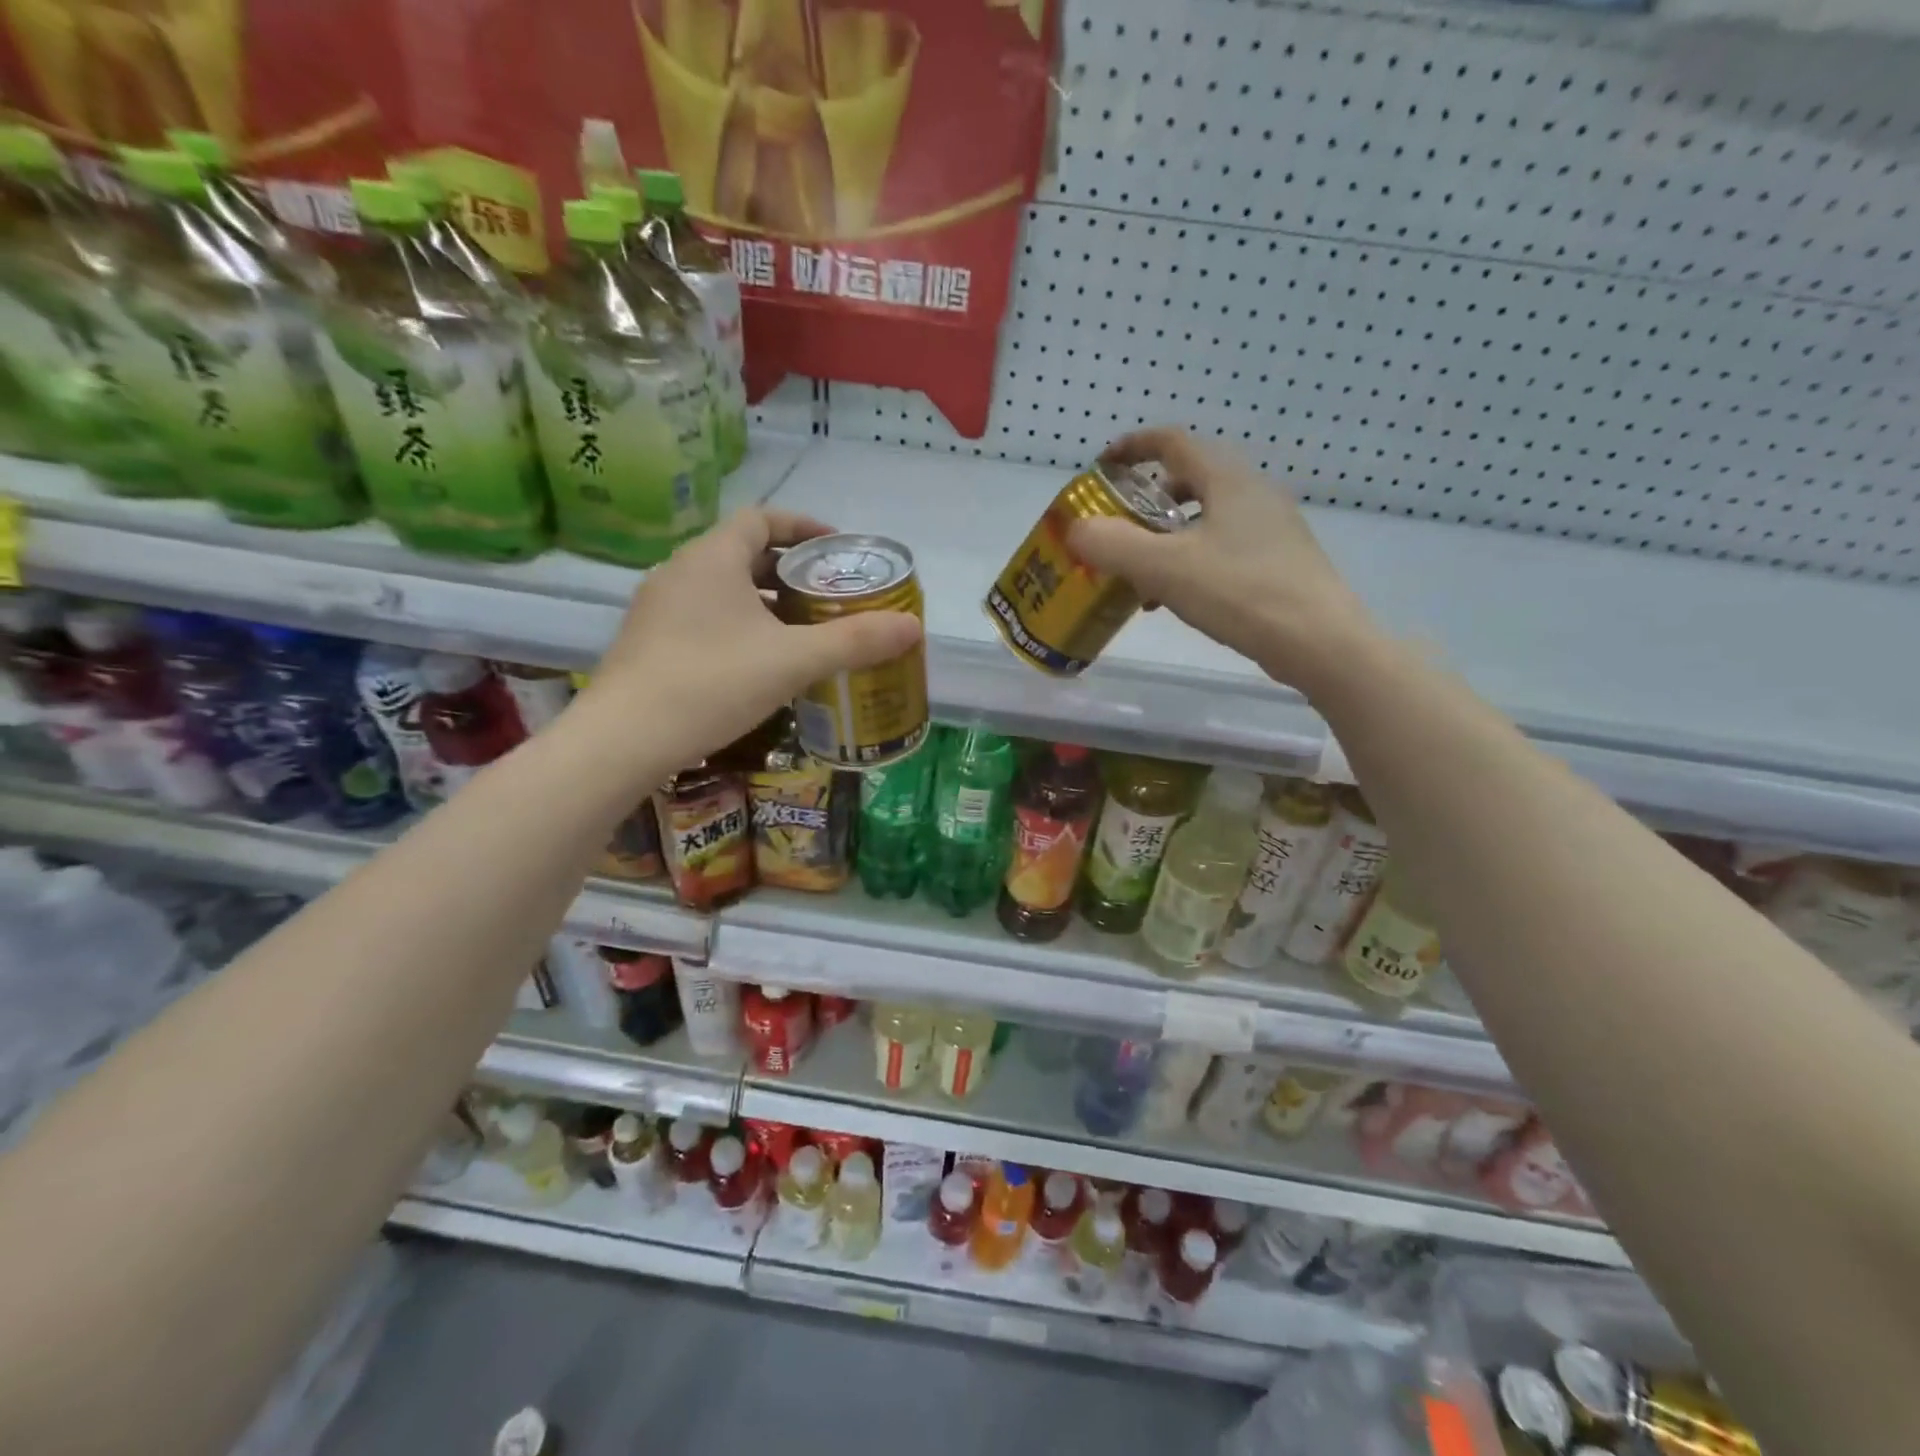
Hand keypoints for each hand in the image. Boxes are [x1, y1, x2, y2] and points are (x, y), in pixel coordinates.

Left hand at [578, 509, 922, 776]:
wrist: (624, 739)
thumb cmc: (713, 683)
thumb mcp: (793, 661)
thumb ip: (855, 641)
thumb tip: (913, 628)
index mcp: (713, 558)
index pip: (763, 519)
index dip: (803, 527)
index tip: (837, 548)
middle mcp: (681, 571)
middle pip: (744, 554)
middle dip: (790, 571)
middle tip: (828, 596)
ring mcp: (659, 608)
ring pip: (723, 589)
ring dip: (765, 602)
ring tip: (802, 631)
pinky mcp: (649, 642)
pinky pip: (705, 617)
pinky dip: (740, 626)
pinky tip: (760, 664)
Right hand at [1068, 427, 1378, 692]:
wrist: (1321, 642)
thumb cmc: (1241, 593)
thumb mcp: (1165, 569)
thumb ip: (1113, 545)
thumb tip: (1075, 529)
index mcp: (1228, 480)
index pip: (1174, 442)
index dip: (1133, 447)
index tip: (1102, 466)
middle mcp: (1254, 493)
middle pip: (1190, 480)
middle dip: (1147, 501)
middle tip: (1118, 528)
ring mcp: (1271, 529)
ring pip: (1205, 519)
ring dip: (1166, 539)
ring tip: (1139, 577)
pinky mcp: (1279, 563)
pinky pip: (1221, 548)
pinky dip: (1189, 562)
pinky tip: (1175, 600)